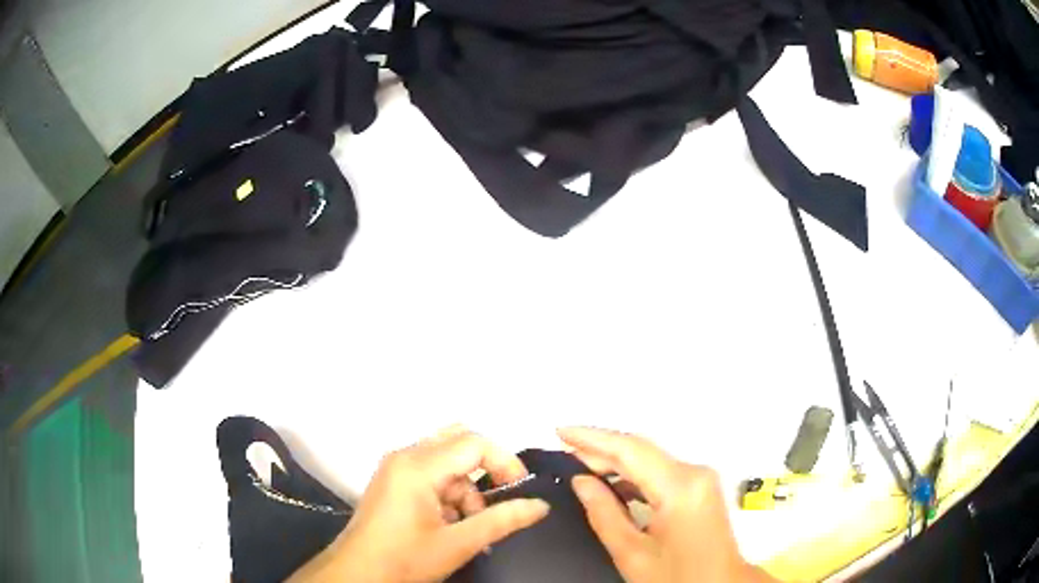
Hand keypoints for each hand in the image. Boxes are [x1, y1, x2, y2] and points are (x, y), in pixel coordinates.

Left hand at [290, 427, 549, 582]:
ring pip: (446, 460)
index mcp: (418, 465)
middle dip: (484, 472)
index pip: (474, 443)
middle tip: (497, 502)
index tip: (520, 491)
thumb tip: (540, 505)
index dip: (504, 463)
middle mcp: (404, 456)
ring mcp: (395, 467)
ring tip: (468, 525)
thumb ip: (502, 520)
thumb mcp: (458, 543)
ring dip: (466, 488)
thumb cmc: (404, 559)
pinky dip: (448, 493)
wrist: (356, 575)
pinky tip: (449, 523)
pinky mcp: (392, 481)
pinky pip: (431, 473)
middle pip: (459, 443)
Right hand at [558, 427, 775, 582]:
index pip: (630, 450)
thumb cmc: (677, 577)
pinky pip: (662, 472)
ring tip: (580, 466)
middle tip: (564, 453)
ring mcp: (701, 479)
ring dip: (616, 461)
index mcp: (680, 487)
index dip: (592, 438)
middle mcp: (695, 473)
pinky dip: (634, 474)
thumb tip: (581, 481)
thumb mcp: (632, 554)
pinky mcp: (701, 487)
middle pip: (642, 450)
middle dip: (601, 448)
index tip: (560, 431)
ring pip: (651, 459)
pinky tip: (611, 483)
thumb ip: (604, 513)